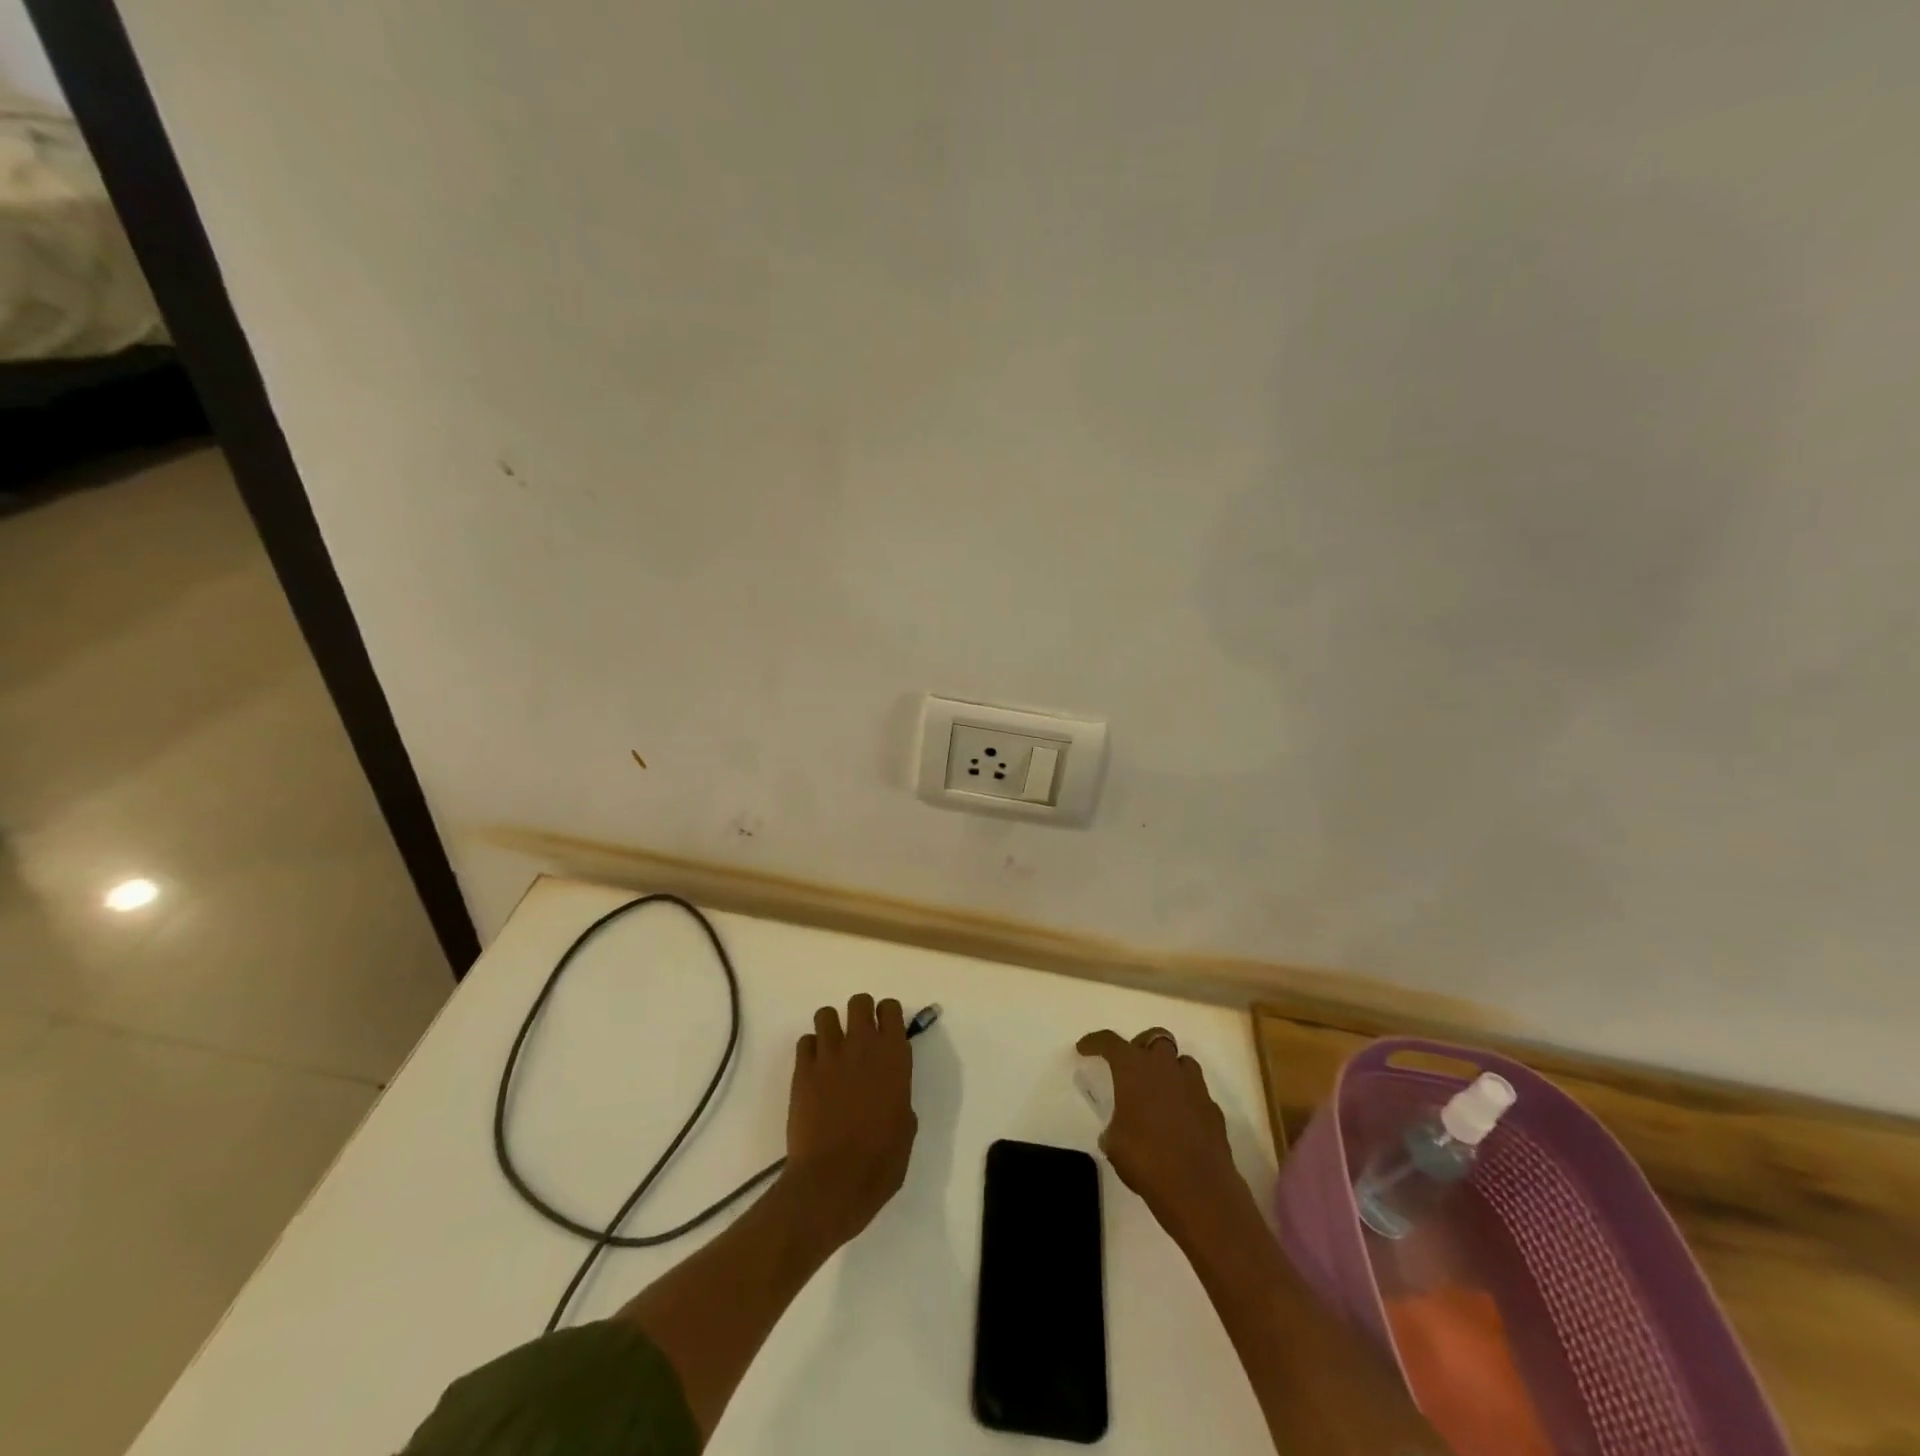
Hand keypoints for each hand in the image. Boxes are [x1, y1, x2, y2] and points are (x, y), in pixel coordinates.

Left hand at [782, 994, 917, 1247]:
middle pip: (859, 1002)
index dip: (887, 1017)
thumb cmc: (880, 1161)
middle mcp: (862, 1045)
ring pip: (826, 1014)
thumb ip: (899, 1096)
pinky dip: (810, 1050)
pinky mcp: (802, 1071)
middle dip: (860, 1014)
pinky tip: (815, 1071)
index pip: (890, 1009)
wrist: (832, 1182)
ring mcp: (829, 1056)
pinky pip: (805, 1041)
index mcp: (894, 1056)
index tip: (886, 1033)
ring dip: (832, 1028)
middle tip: (860, 1040)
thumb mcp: (906, 1127)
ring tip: (834, 1051)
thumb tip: (891, 1092)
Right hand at [1077, 1027, 1248, 1244]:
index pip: (1110, 1042)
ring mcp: (1194, 1086)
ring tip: (1158, 1091)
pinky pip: (1197, 1092)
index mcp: (1134, 1068)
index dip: (1095, 1042)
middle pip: (1156, 1037)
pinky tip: (1179, 1121)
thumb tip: (1118, 1131)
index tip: (1084, 1048)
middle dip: (1142, 1046)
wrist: (1198, 1188)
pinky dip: (1186, 1099)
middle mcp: (1165, 1067)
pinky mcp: (1213, 1109)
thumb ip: (1115, 1127)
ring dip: (1169, 1069)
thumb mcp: (1114, 1143)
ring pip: (1182, 1061)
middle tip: (1132, 1065)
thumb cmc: (1145, 1158)